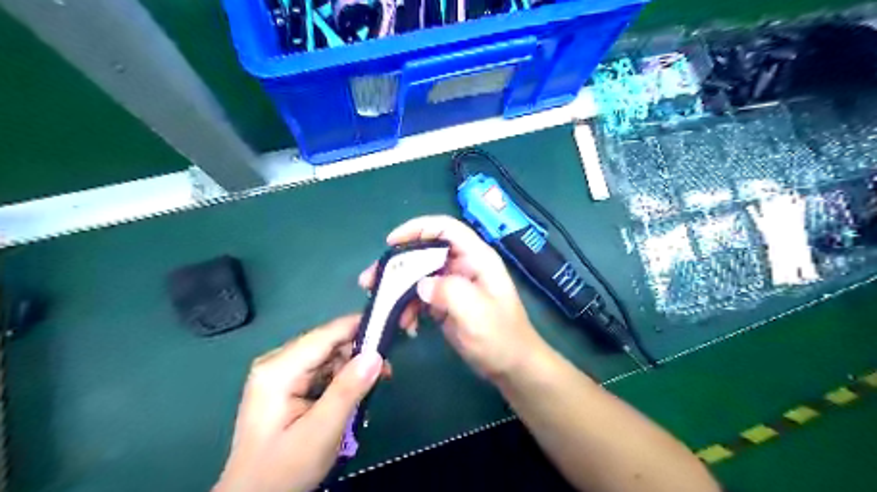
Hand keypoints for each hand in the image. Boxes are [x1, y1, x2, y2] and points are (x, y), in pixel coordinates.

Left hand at [213, 315, 382, 491]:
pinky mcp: (287, 385)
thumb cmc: (283, 470)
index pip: (326, 334)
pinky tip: (355, 393)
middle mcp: (277, 363)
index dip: (360, 326)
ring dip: (353, 367)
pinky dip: (342, 378)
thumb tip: (376, 355)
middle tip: (387, 370)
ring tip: (374, 385)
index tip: (392, 326)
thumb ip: (348, 391)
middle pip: (328, 344)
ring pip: (328, 357)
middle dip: (359, 353)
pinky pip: (322, 370)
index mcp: (279, 369)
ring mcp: (281, 373)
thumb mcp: (321, 432)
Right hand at [359, 215, 544, 379]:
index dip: (418, 228)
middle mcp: (463, 266)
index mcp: (476, 258)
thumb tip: (421, 284)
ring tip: (382, 307)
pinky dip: (409, 308)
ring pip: (419, 275)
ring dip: (398, 290)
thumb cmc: (501, 337)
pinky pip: (421, 297)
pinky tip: (406, 325)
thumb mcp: (477, 313)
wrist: (511, 367)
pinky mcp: (446, 303)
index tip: (391, 242)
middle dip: (398, 264)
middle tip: (371, 280)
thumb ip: (449, 292)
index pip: (446, 229)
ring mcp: (454, 285)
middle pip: (425, 252)